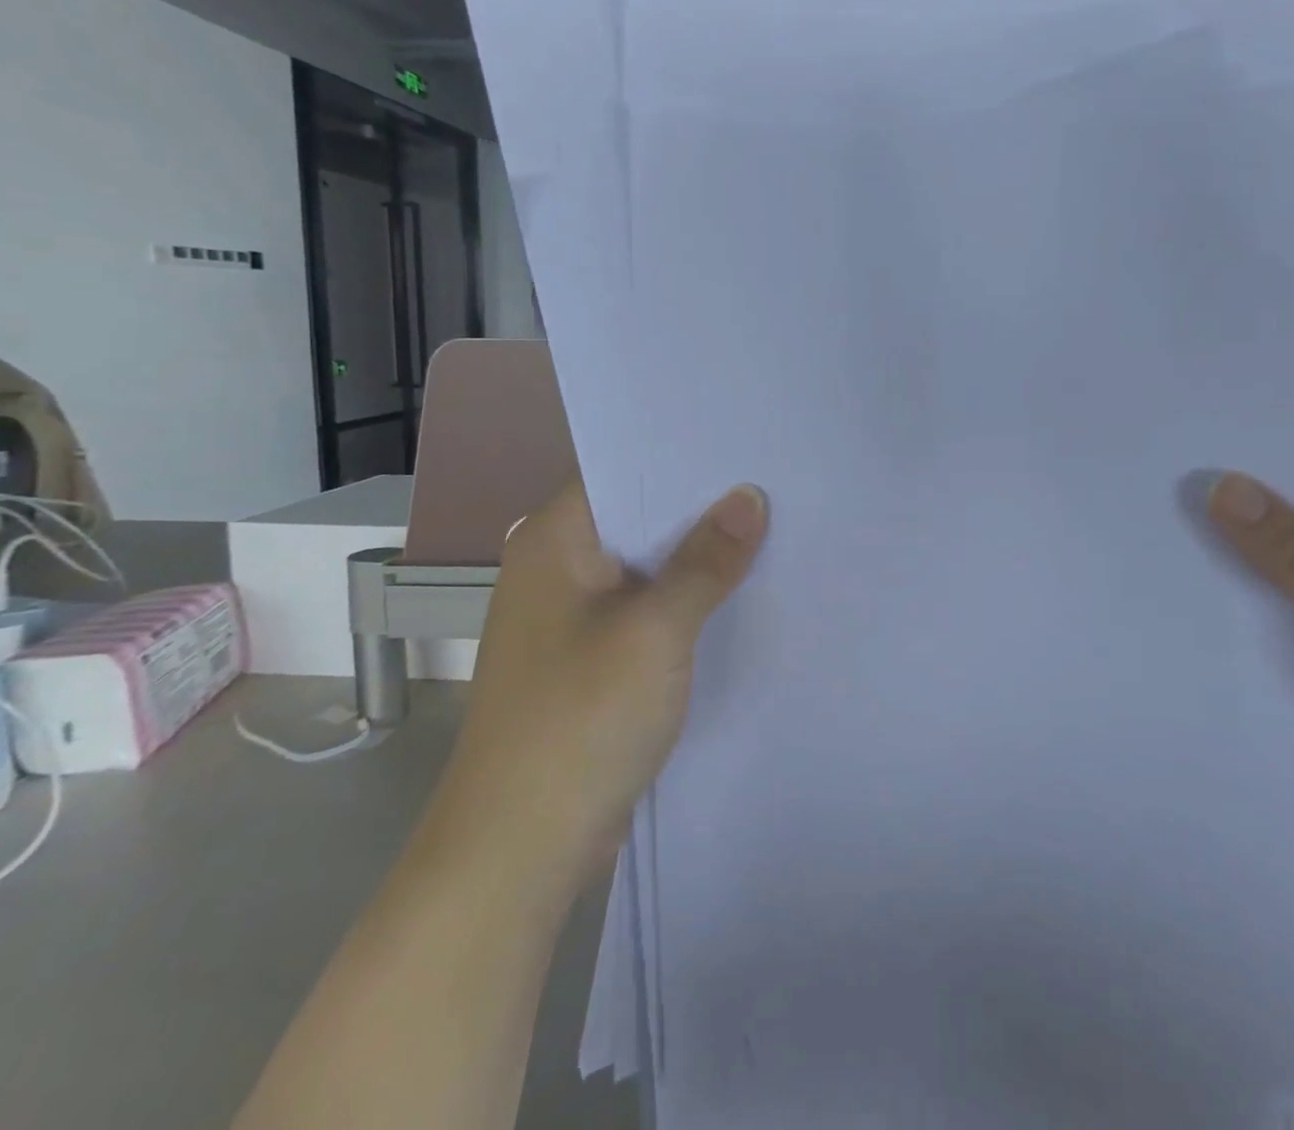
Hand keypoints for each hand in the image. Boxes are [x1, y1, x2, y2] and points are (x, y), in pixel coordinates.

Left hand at [425, 479, 769, 887]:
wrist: (519, 848)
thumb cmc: (579, 720)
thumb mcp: (655, 630)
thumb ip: (706, 560)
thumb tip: (750, 497)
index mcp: (553, 541)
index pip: (622, 471)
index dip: (683, 456)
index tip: (746, 444)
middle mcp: (557, 567)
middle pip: (639, 517)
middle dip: (703, 506)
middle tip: (774, 481)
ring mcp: (572, 616)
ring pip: (647, 566)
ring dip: (698, 557)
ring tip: (772, 526)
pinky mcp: (590, 659)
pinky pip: (646, 610)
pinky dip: (686, 601)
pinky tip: (740, 593)